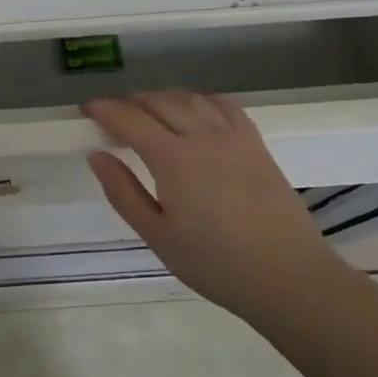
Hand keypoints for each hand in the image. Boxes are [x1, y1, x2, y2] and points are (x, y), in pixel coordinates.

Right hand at [85, 92, 342, 321]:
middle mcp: (202, 136)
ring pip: (190, 98)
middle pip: (159, 102)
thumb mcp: (158, 236)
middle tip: (114, 116)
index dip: (105, 109)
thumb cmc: (215, 264)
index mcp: (173, 159)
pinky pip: (223, 105)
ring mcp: (233, 136)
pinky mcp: (256, 143)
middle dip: (130, 102)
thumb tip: (96, 155)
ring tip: (149, 112)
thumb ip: (123, 192)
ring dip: (163, 98)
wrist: (289, 278)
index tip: (87, 110)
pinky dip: (200, 100)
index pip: (130, 119)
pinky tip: (194, 112)